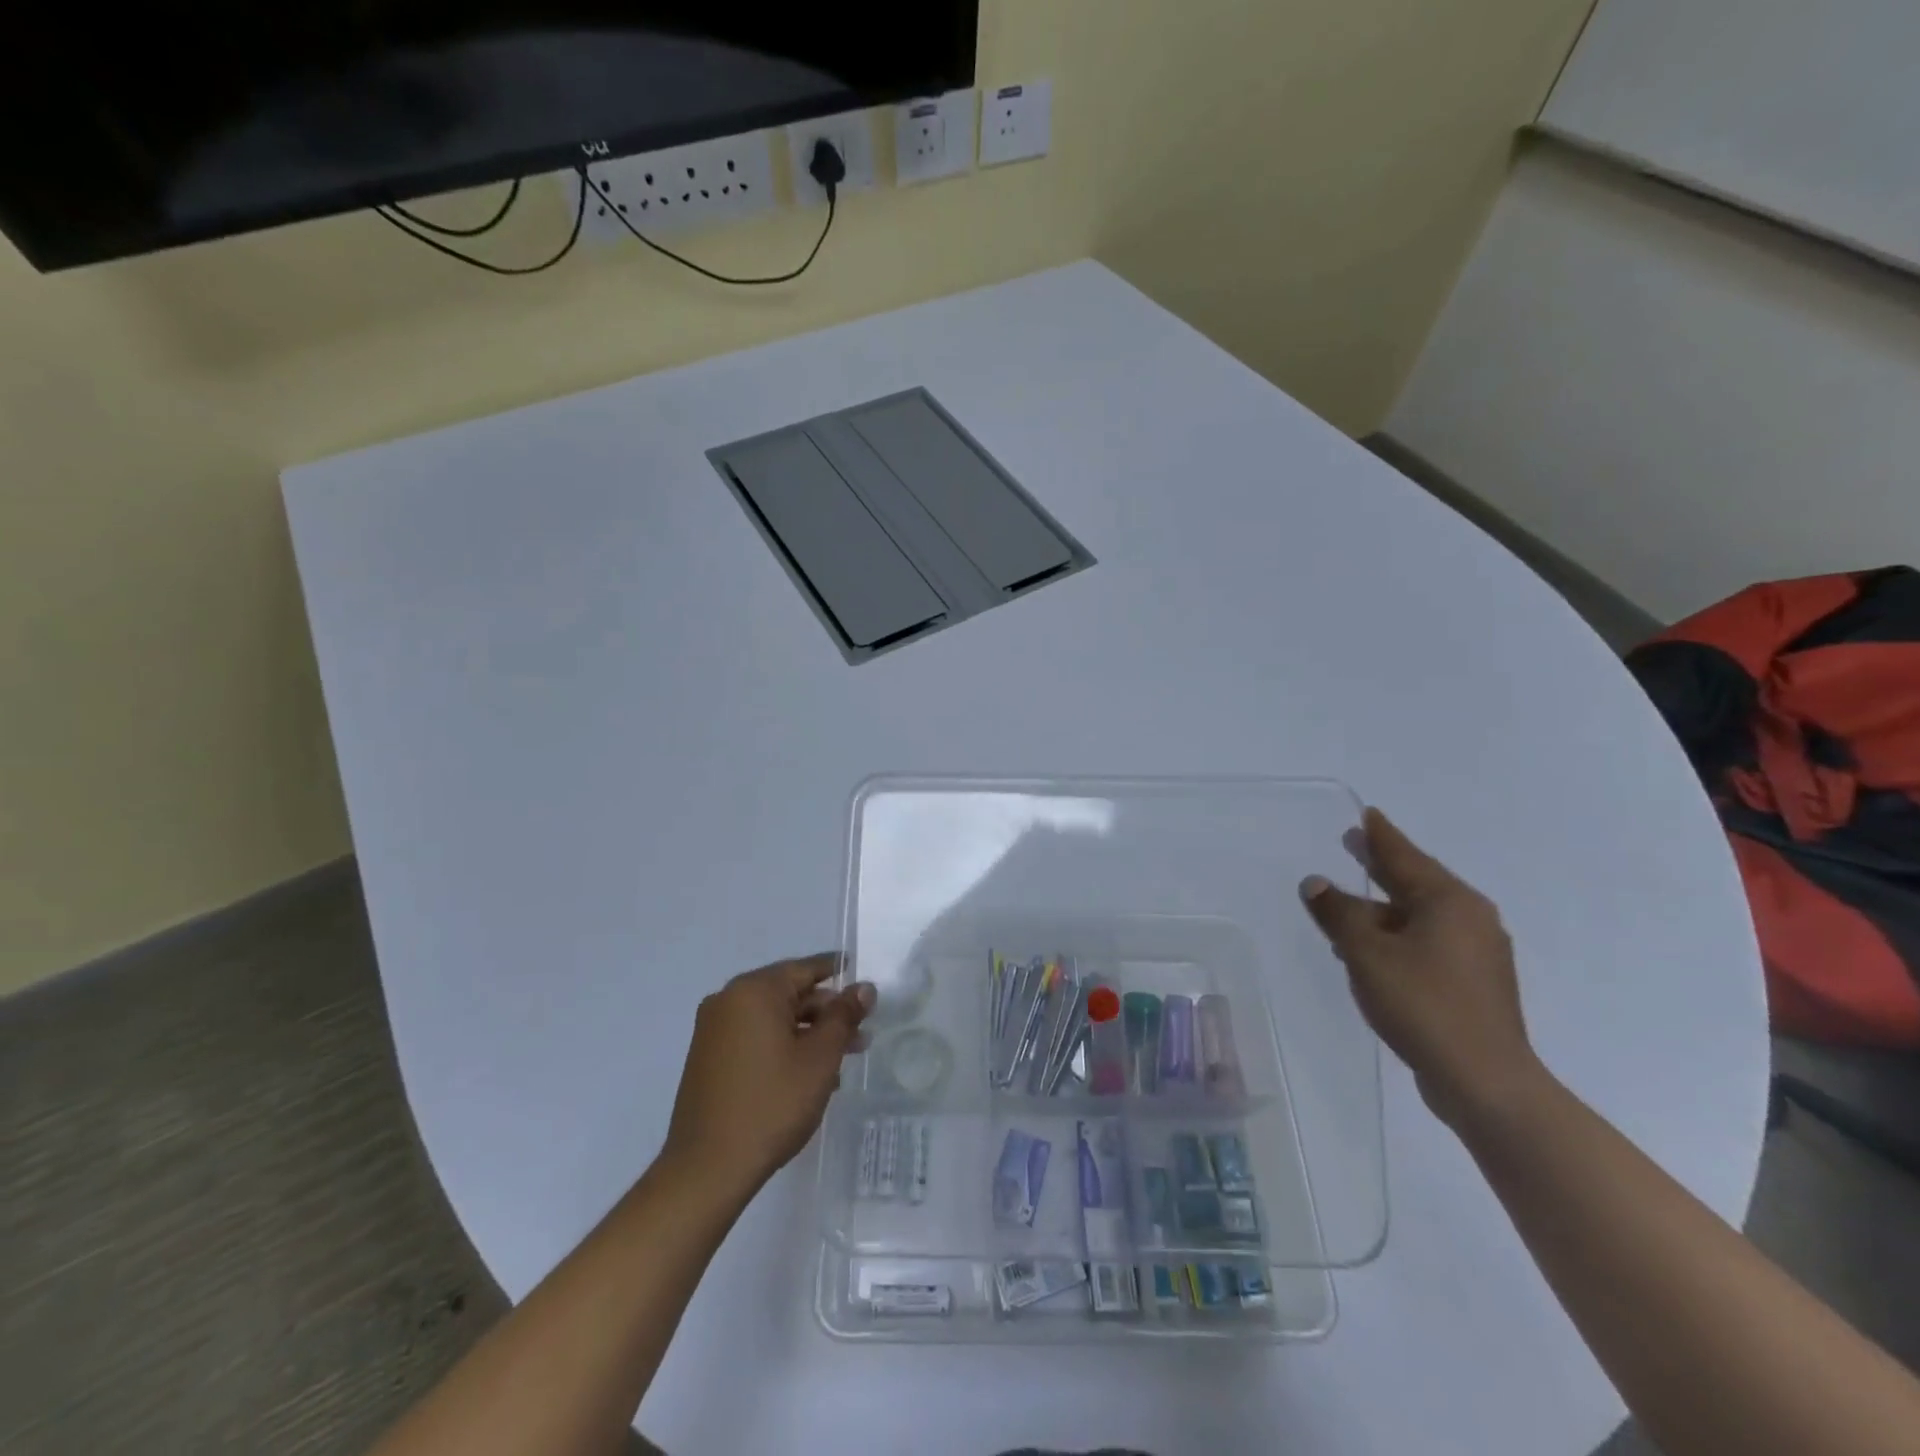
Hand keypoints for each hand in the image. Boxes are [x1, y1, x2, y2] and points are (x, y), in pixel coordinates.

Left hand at [661, 955, 873, 1201]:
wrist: (707, 1169)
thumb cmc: (772, 1104)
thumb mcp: (820, 1058)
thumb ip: (844, 1016)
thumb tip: (864, 987)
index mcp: (754, 991)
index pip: (805, 968)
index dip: (838, 972)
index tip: (862, 978)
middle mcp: (729, 1000)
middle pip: (789, 994)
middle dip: (827, 1013)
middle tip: (861, 1034)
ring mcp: (713, 1030)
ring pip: (773, 1019)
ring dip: (808, 1034)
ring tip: (841, 1060)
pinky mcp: (707, 1058)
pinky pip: (754, 1038)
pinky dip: (782, 1046)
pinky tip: (807, 1075)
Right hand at [1301, 808, 1540, 1127]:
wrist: (1484, 1081)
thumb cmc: (1423, 1004)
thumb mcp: (1367, 953)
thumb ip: (1338, 913)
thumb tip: (1316, 883)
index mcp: (1450, 901)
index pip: (1406, 856)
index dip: (1380, 836)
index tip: (1366, 815)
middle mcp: (1471, 919)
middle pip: (1416, 882)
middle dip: (1382, 866)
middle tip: (1354, 844)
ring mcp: (1477, 953)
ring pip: (1420, 917)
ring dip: (1383, 909)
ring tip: (1348, 905)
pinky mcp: (1474, 984)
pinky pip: (1428, 943)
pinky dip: (1397, 937)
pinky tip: (1372, 950)